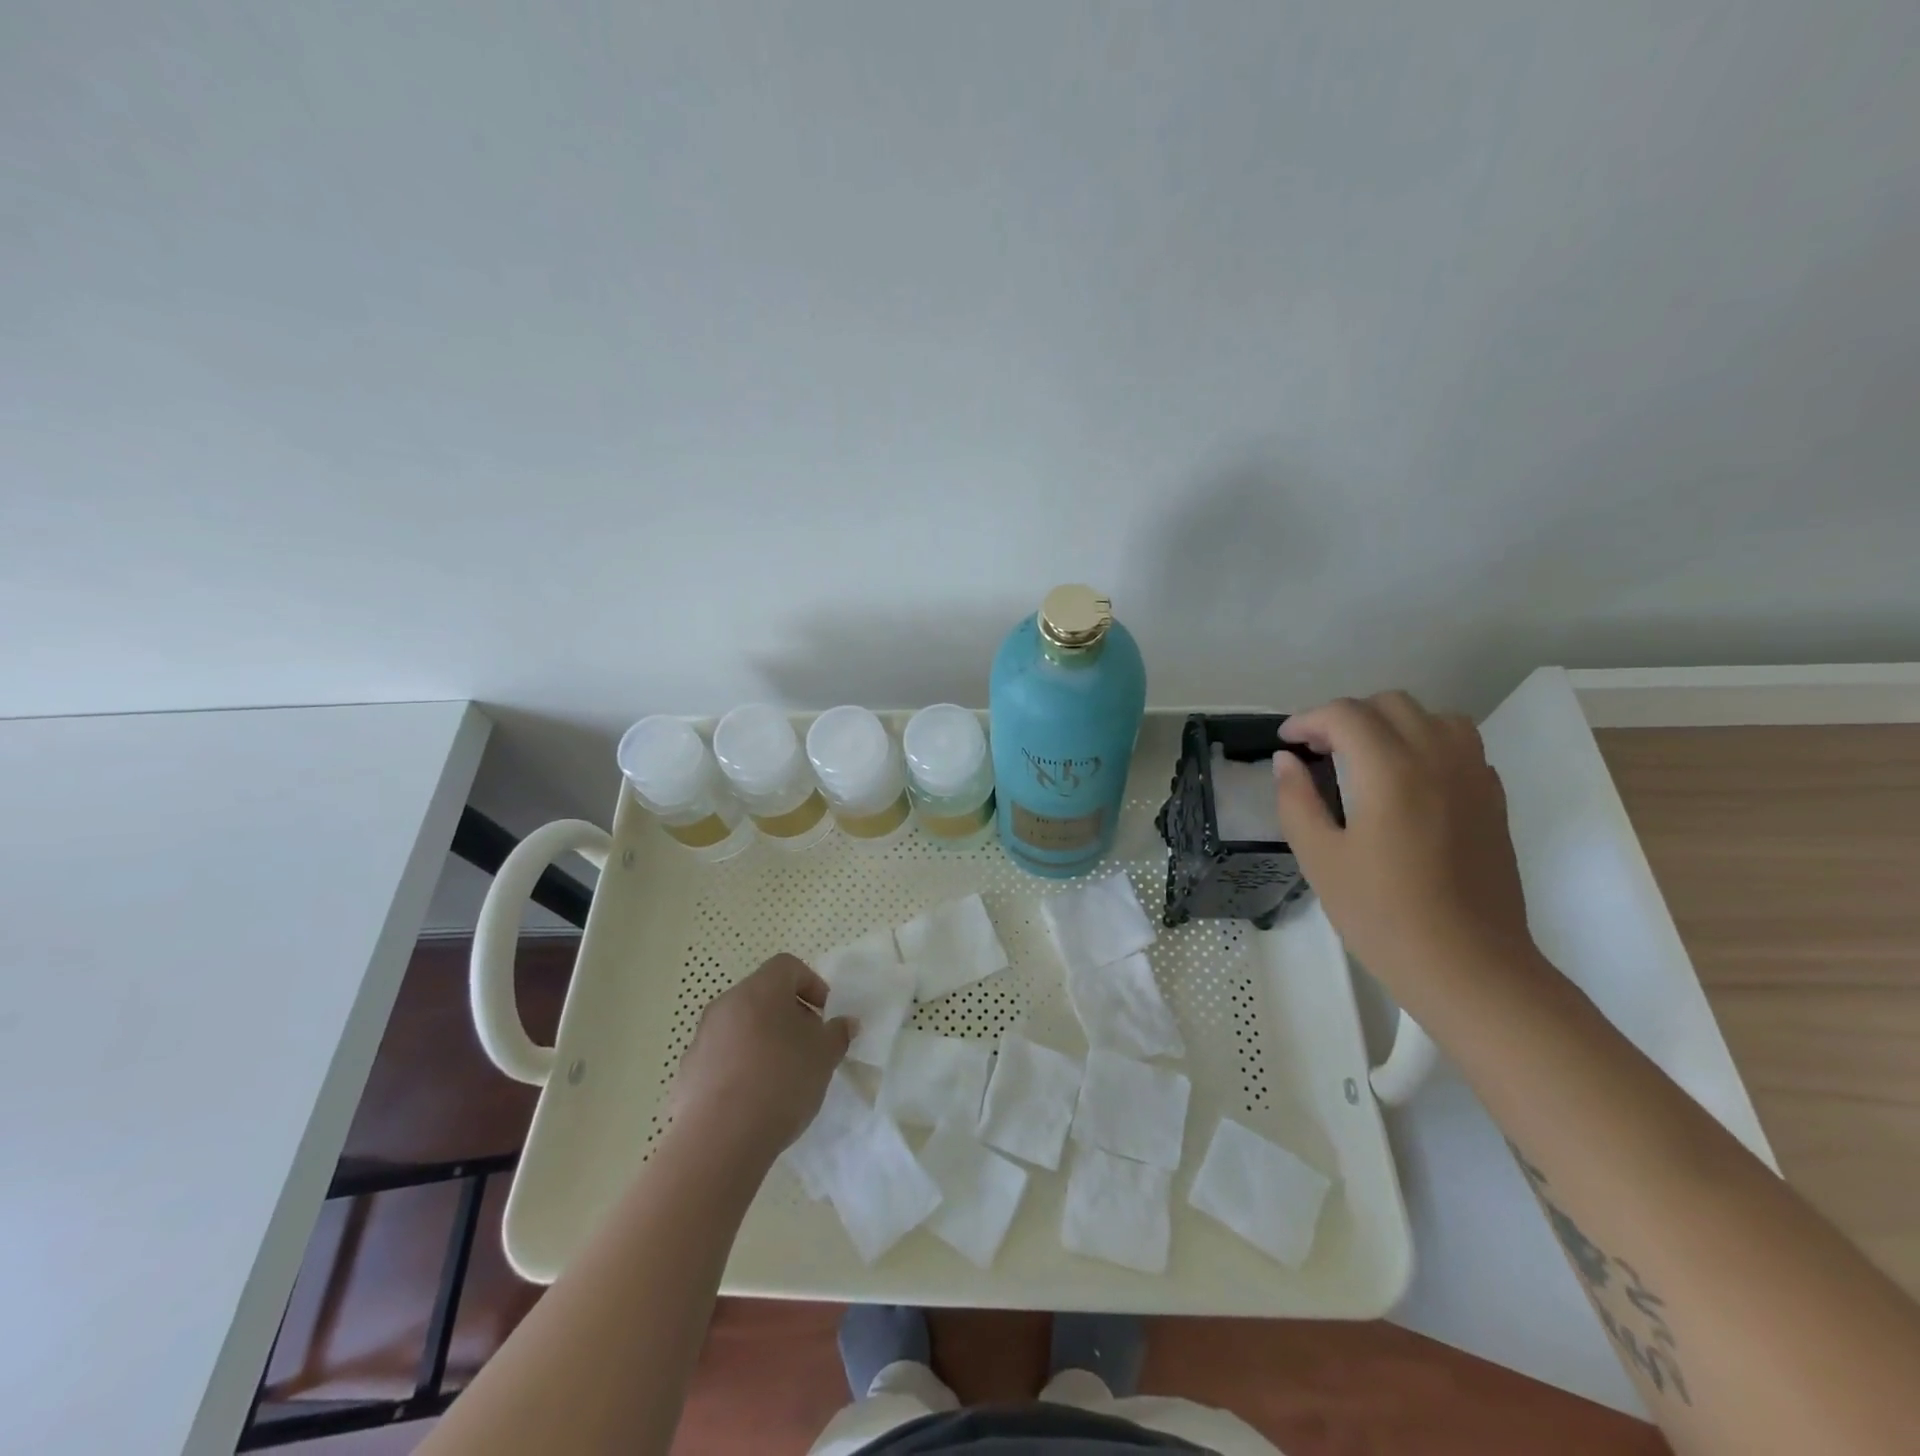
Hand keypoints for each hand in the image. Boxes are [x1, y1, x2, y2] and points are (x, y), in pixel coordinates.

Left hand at [670, 954, 853, 1163]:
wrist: (719, 1139)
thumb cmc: (780, 1081)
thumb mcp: (824, 1056)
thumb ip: (838, 1033)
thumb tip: (845, 1023)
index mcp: (760, 990)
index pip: (787, 966)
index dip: (811, 984)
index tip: (824, 1014)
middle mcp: (726, 1004)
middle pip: (763, 996)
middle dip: (789, 1015)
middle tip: (808, 1046)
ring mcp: (703, 1037)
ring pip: (741, 1026)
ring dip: (763, 1041)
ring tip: (782, 1076)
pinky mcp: (689, 1071)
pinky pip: (722, 1057)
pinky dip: (740, 1066)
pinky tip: (754, 1099)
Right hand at [1274, 691, 1534, 995]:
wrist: (1469, 967)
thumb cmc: (1382, 916)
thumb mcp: (1319, 859)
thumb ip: (1297, 801)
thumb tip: (1286, 760)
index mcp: (1389, 771)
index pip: (1345, 715)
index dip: (1308, 720)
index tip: (1286, 741)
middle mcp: (1437, 759)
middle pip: (1390, 704)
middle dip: (1347, 717)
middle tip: (1318, 750)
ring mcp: (1474, 778)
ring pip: (1433, 717)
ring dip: (1392, 724)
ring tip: (1365, 757)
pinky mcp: (1494, 801)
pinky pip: (1461, 746)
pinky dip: (1427, 744)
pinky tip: (1407, 782)